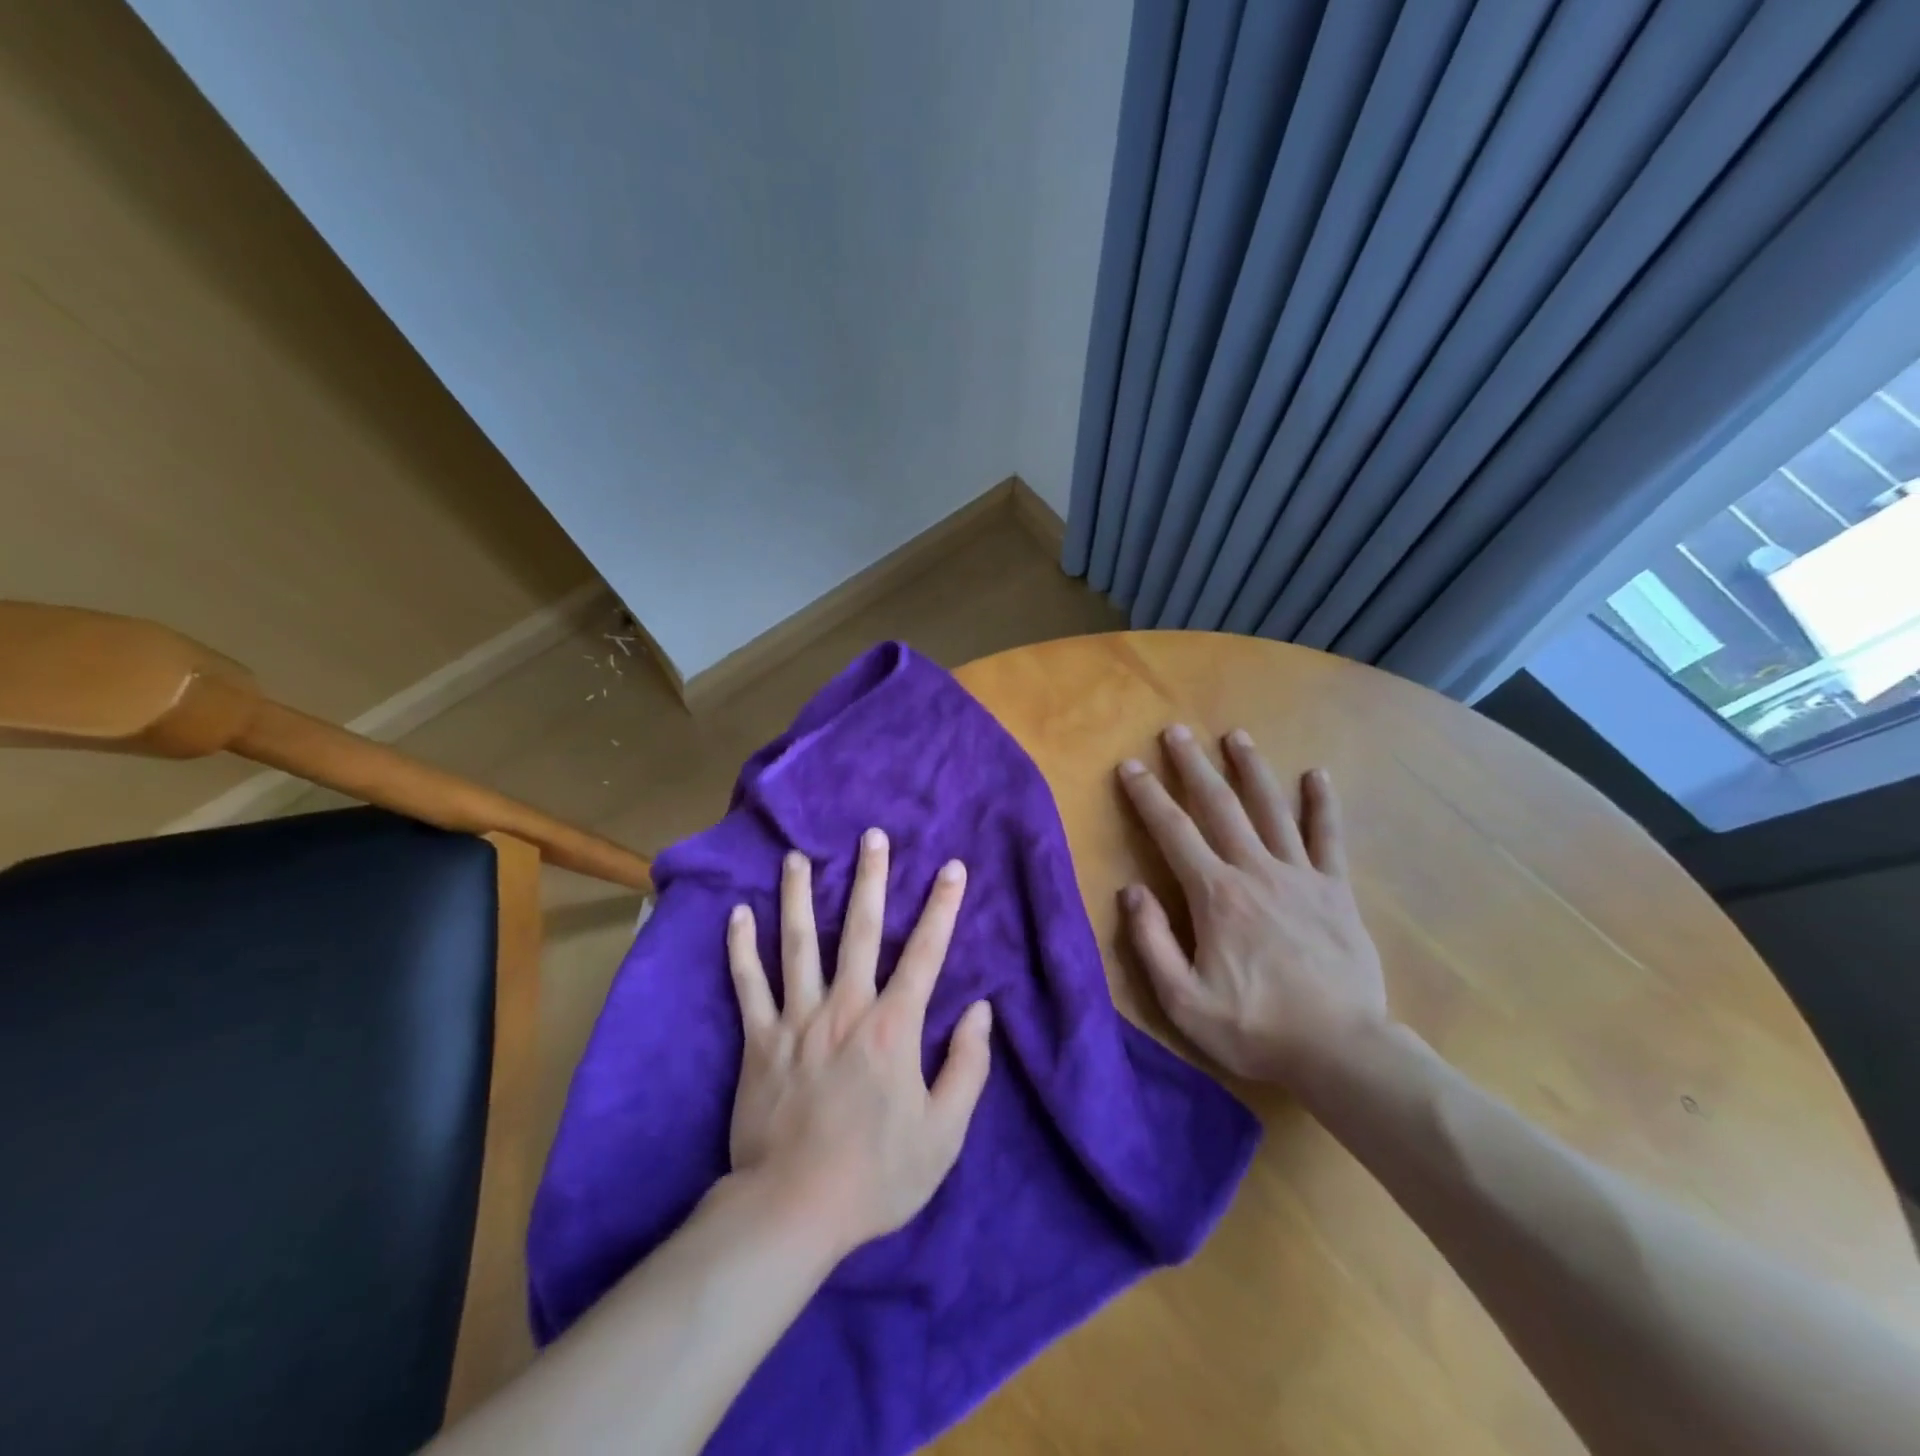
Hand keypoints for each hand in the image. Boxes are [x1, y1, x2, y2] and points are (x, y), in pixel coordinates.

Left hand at [725, 829, 993, 1259]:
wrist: (794, 1211)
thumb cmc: (877, 1175)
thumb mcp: (944, 1133)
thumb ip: (967, 1066)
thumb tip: (980, 1010)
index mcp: (894, 1028)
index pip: (926, 954)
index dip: (943, 908)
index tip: (952, 868)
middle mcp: (846, 1009)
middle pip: (862, 931)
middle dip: (871, 880)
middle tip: (872, 837)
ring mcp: (798, 1021)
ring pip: (799, 945)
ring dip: (800, 897)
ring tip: (796, 858)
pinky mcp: (759, 1041)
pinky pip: (748, 986)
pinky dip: (741, 949)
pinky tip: (737, 914)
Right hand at [1117, 726, 1386, 1087]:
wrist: (1341, 1051)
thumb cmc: (1254, 1027)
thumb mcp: (1183, 1000)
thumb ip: (1151, 942)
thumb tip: (1131, 891)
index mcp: (1215, 895)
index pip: (1173, 832)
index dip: (1147, 796)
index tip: (1129, 766)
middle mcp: (1255, 871)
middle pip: (1219, 806)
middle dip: (1193, 766)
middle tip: (1175, 732)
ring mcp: (1300, 876)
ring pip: (1271, 809)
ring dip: (1250, 769)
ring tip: (1236, 736)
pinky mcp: (1335, 891)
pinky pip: (1328, 838)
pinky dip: (1322, 805)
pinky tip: (1316, 775)